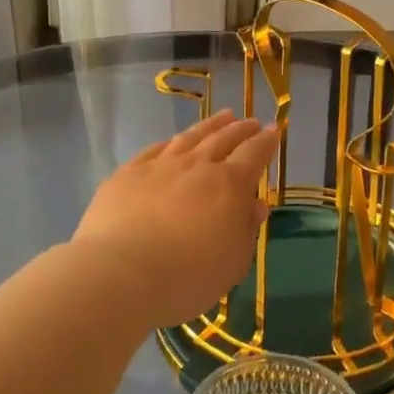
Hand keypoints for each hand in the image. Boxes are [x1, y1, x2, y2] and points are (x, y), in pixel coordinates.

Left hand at [71, 111, 278, 329]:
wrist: (119, 274)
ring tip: (223, 117)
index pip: (254, 154)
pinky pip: (154, 149)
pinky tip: (172, 141)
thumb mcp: (232, 262)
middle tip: (250, 121)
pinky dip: (169, 142)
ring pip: (190, 137)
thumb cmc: (187, 277)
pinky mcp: (127, 174)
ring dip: (210, 125)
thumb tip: (255, 204)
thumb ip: (246, 229)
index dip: (266, 141)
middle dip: (240, 129)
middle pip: (223, 139)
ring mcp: (159, 166)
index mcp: (228, 185)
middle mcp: (196, 166)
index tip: (273, 130)